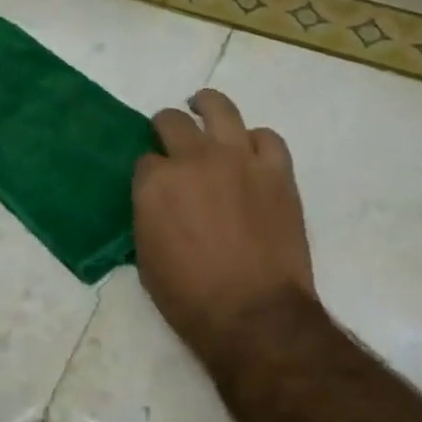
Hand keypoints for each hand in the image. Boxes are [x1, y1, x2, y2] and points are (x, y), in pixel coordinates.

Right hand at [133, 89, 315, 370]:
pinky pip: (267, 137)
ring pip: (220, 108)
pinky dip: (255, 140)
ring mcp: (239, 160)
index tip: (155, 185)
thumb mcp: (147, 260)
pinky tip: (250, 149)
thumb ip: (149, 218)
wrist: (254, 314)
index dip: (149, 172)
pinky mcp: (277, 171)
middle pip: (173, 122)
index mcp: (155, 184)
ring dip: (207, 107)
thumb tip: (158, 204)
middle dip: (166, 127)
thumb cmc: (190, 299)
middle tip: (170, 136)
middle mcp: (194, 160)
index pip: (144, 161)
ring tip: (204, 109)